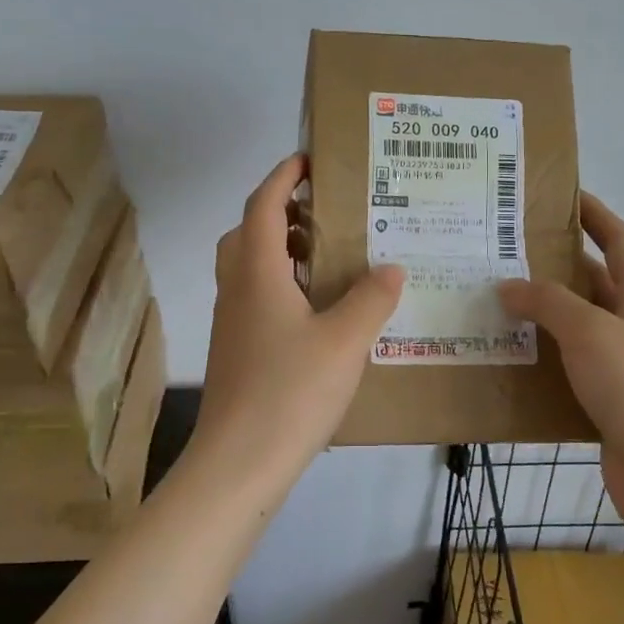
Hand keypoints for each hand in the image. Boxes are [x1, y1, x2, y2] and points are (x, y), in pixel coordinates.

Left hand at [198, 154, 405, 465]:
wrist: (237, 464)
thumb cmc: (290, 392)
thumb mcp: (345, 341)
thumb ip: (371, 299)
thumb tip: (391, 267)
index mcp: (257, 273)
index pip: (263, 205)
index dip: (283, 176)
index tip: (310, 159)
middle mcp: (237, 289)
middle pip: (249, 232)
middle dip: (282, 212)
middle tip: (324, 213)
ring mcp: (232, 323)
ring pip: (249, 267)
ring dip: (281, 250)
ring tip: (328, 259)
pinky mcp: (236, 351)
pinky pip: (255, 298)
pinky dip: (281, 286)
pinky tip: (318, 313)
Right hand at [496, 194, 623, 498]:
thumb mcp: (591, 332)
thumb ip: (548, 303)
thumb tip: (509, 286)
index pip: (620, 241)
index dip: (594, 215)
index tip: (562, 197)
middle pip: (597, 282)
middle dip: (557, 266)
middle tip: (509, 253)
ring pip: (581, 326)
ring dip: (546, 314)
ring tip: (498, 300)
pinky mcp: (612, 398)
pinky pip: (574, 365)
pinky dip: (547, 356)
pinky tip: (513, 355)